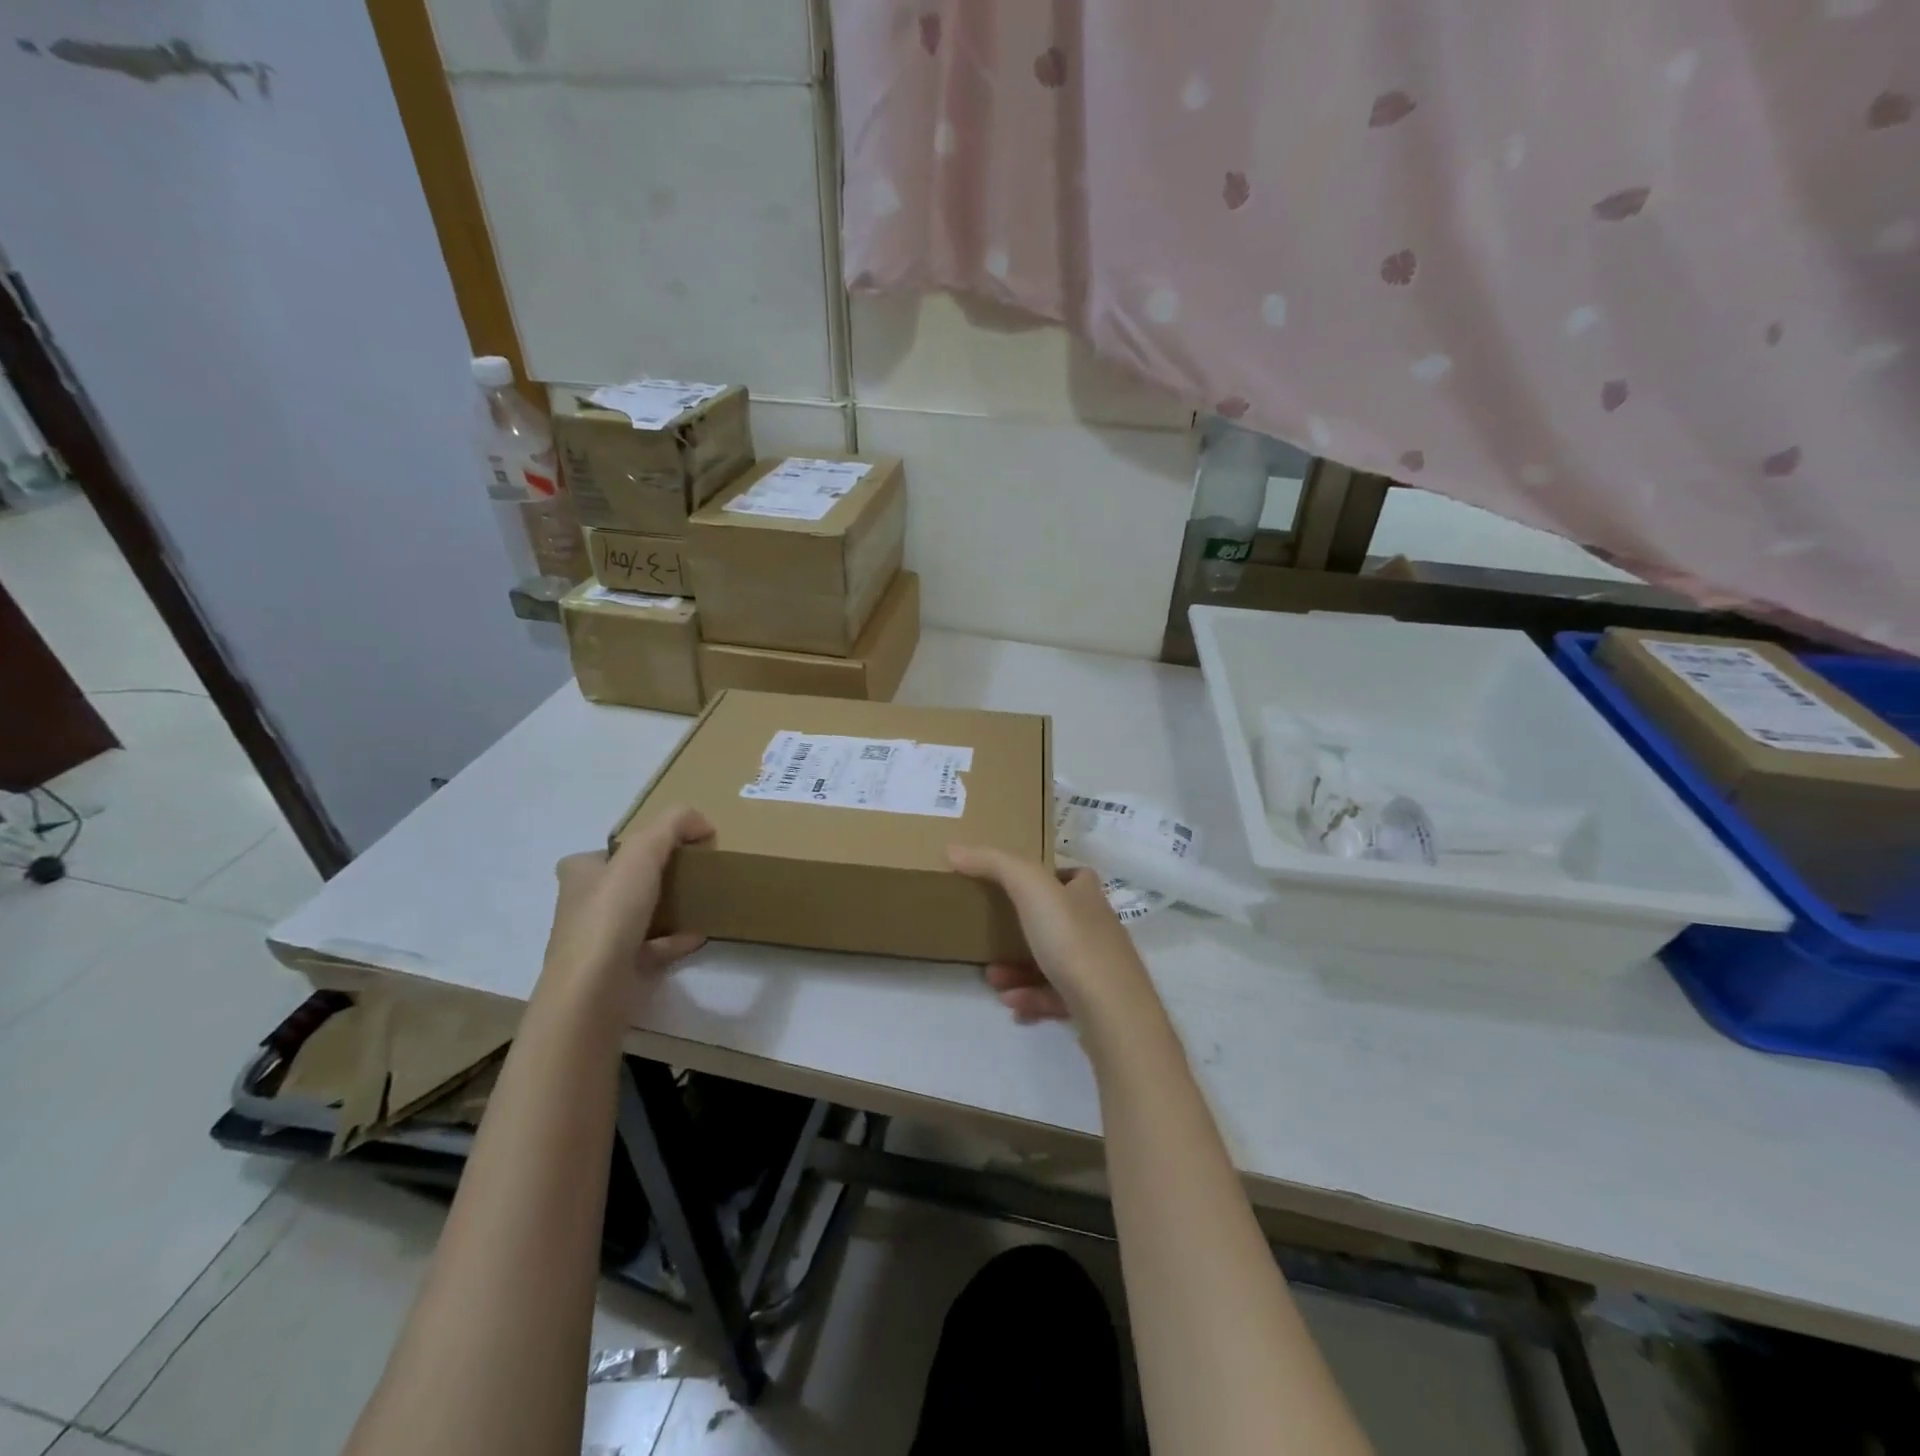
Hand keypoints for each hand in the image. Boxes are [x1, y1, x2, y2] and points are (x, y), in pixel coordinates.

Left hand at [542, 808, 712, 994]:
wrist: (594, 990)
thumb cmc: (610, 915)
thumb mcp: (642, 854)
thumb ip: (671, 826)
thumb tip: (701, 822)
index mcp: (578, 876)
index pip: (600, 853)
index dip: (631, 848)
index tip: (666, 849)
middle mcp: (580, 908)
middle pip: (618, 885)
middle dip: (649, 879)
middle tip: (688, 872)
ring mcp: (595, 943)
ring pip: (633, 918)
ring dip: (663, 910)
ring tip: (698, 902)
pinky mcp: (614, 972)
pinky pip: (650, 949)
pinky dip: (673, 941)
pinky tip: (699, 936)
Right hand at [947, 845, 1159, 1026]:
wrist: (1112, 1012)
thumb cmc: (1073, 940)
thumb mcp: (1030, 889)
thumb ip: (993, 864)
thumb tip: (954, 849)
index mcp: (1088, 896)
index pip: (1076, 876)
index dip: (1051, 877)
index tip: (1017, 885)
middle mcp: (1099, 929)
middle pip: (1058, 922)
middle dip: (1021, 931)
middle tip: (989, 938)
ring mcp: (1100, 969)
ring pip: (1053, 963)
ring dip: (1019, 969)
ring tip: (992, 978)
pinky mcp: (1096, 1006)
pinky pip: (1057, 998)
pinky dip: (1032, 999)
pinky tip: (1012, 1006)